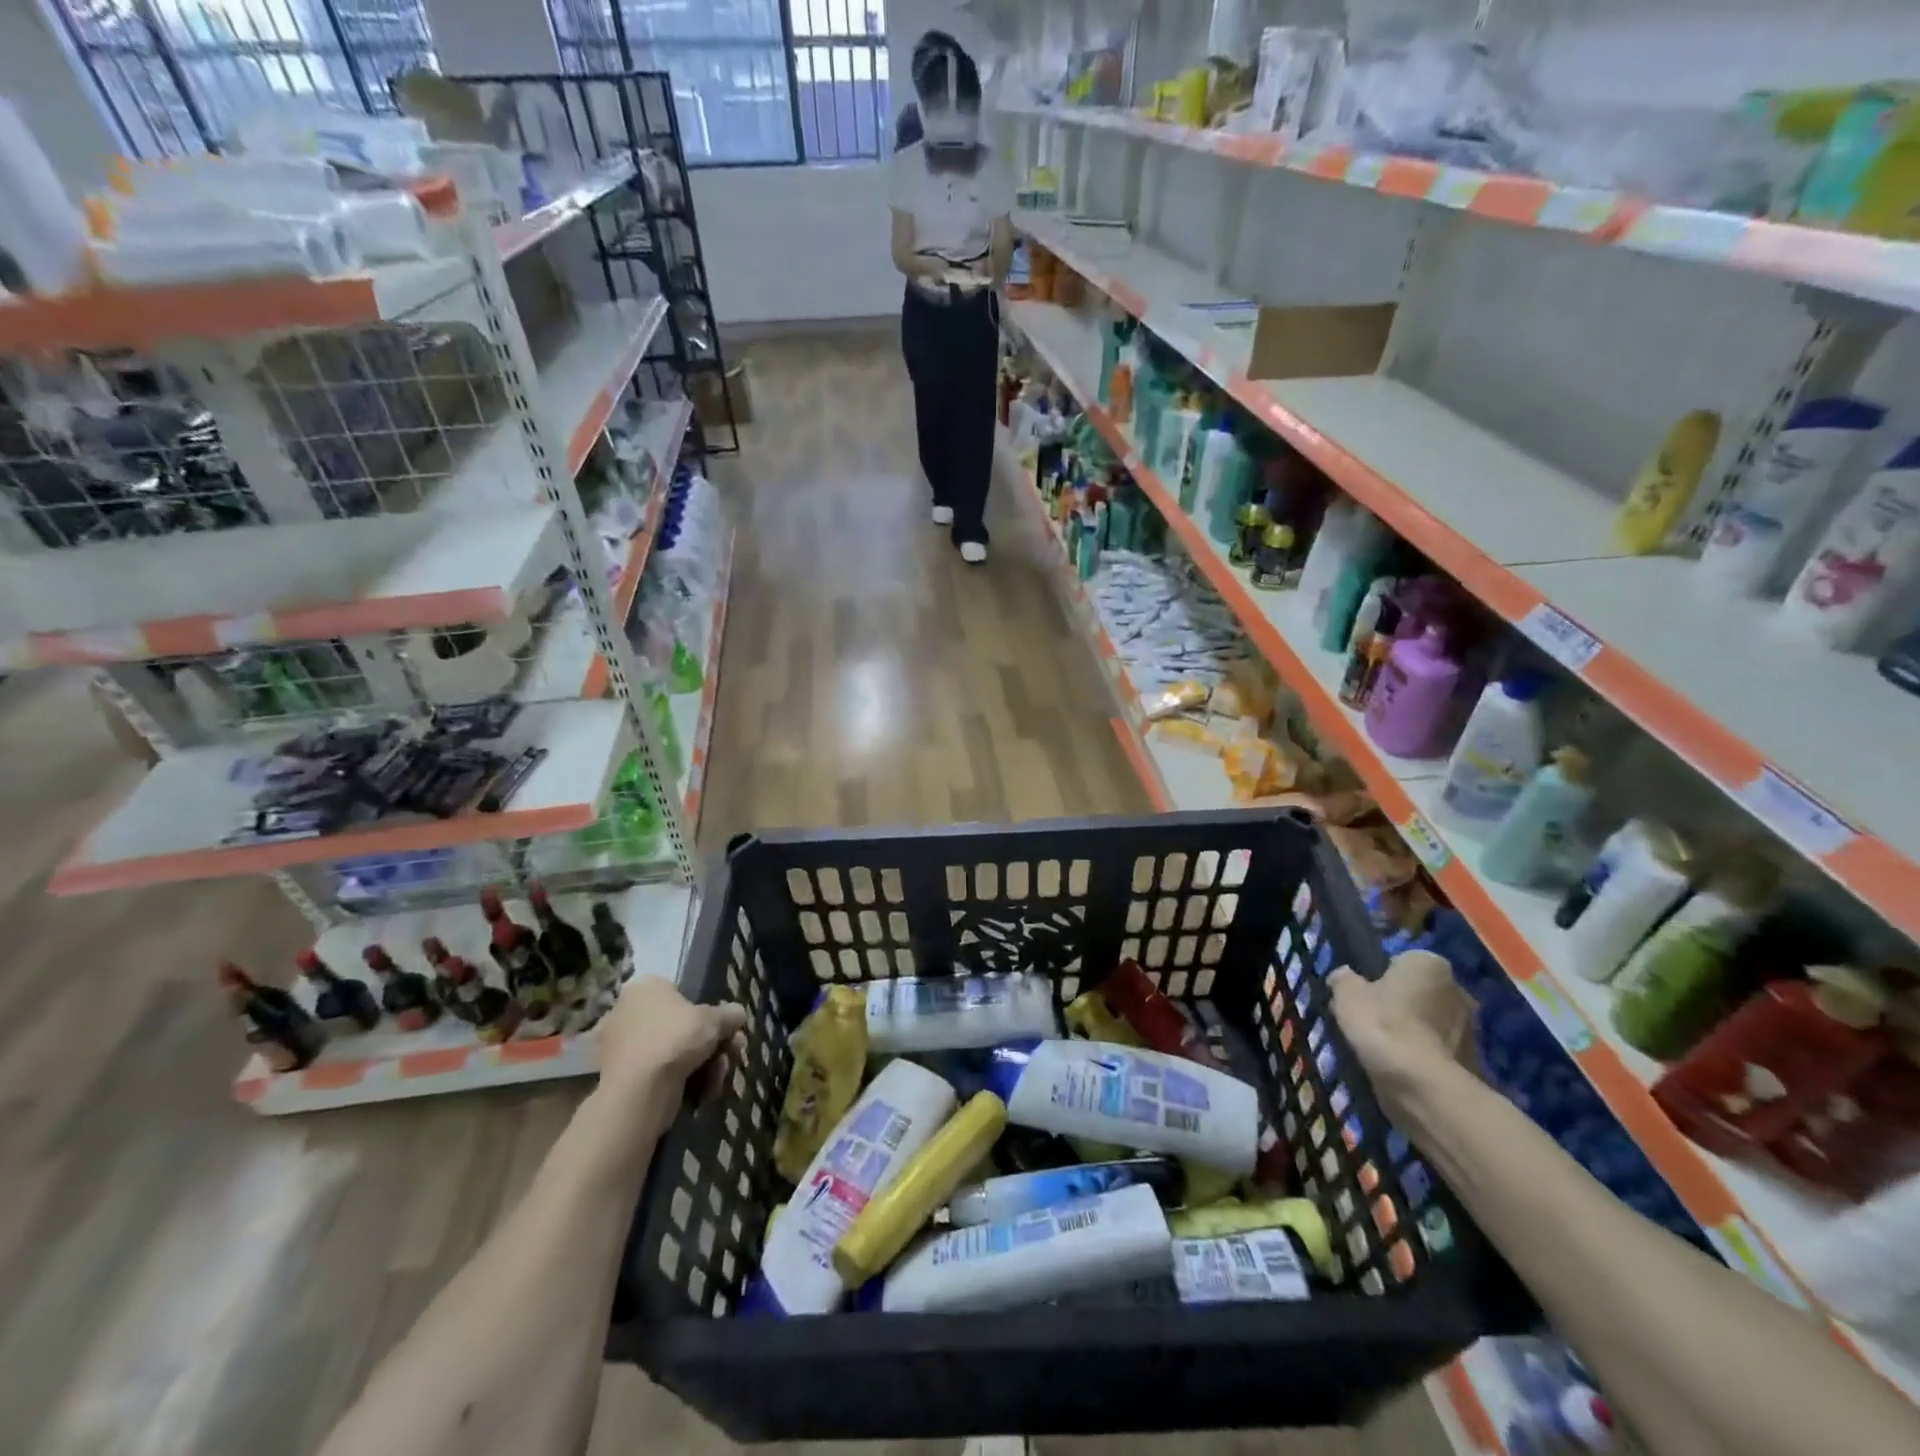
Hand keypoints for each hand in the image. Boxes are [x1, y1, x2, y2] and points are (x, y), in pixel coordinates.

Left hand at [596, 976, 747, 1122]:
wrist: (638, 1092)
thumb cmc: (675, 1039)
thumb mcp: (715, 1019)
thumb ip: (730, 1014)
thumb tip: (737, 1014)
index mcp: (643, 989)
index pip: (682, 995)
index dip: (709, 1014)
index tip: (727, 1030)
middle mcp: (626, 1014)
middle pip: (681, 1027)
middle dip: (713, 1044)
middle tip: (733, 1055)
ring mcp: (620, 1049)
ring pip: (674, 1053)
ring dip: (705, 1066)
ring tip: (719, 1079)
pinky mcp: (620, 1081)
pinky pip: (660, 1075)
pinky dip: (684, 1083)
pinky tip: (703, 1093)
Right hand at [1328, 951, 1475, 1089]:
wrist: (1423, 1086)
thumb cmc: (1383, 1025)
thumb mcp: (1345, 994)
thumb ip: (1343, 979)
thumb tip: (1344, 977)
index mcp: (1429, 963)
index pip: (1398, 962)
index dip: (1376, 978)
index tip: (1361, 996)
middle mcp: (1458, 988)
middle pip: (1417, 992)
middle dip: (1399, 1004)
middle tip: (1370, 1022)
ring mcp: (1472, 1027)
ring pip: (1429, 1022)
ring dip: (1412, 1031)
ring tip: (1383, 1050)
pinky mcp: (1474, 1061)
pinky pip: (1438, 1051)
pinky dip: (1422, 1056)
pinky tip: (1401, 1069)